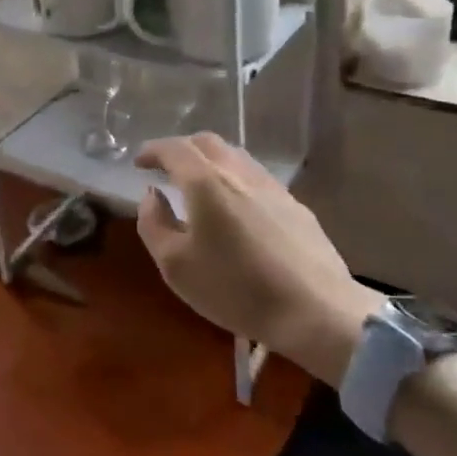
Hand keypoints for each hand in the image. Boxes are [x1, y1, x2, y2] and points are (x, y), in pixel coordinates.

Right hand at [135, 134, 382, 385]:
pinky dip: (235, 179)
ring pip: (235, 156)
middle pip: (206, 143)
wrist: (317, 312)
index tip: (139, 162)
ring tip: (200, 185)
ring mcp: (271, 187)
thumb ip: (154, 224)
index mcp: (205, 182)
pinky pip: (256, 178)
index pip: (173, 149)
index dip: (152, 150)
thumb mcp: (175, 265)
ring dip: (210, 161)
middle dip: (181, 149)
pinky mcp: (295, 206)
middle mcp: (238, 173)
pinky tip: (236, 208)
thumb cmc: (236, 289)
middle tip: (166, 168)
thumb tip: (152, 196)